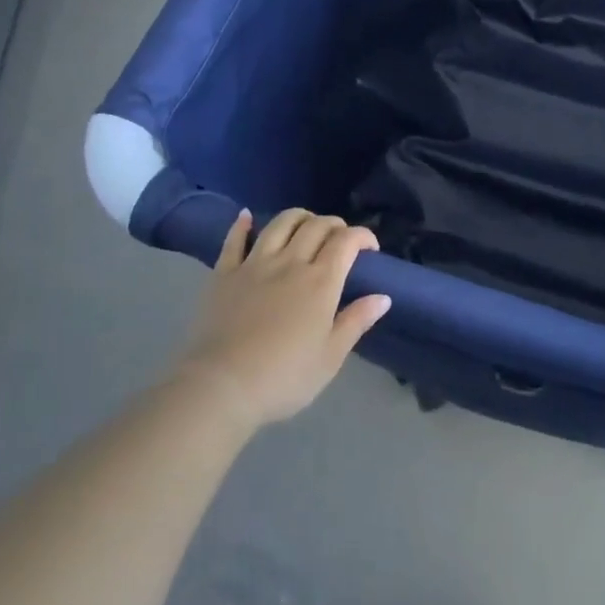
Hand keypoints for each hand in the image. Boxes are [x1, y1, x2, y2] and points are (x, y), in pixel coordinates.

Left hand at [172, 208, 390, 428]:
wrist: (221, 387)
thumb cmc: (283, 378)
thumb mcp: (330, 358)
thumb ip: (356, 322)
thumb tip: (383, 297)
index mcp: (320, 281)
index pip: (346, 241)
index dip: (362, 236)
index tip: (370, 248)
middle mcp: (290, 262)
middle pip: (316, 226)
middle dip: (334, 224)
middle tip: (340, 238)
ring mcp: (254, 264)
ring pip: (280, 224)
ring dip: (298, 217)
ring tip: (305, 224)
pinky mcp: (224, 273)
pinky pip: (234, 241)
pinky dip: (242, 225)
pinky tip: (247, 217)